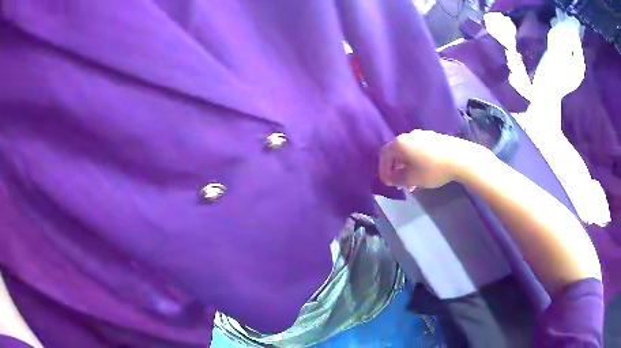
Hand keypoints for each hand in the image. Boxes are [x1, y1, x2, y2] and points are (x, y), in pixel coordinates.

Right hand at [379, 129, 486, 188]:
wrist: (460, 158)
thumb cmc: (432, 169)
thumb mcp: (411, 178)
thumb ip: (397, 179)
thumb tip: (391, 177)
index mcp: (400, 143)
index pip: (384, 154)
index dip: (383, 170)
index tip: (388, 183)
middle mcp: (409, 135)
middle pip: (396, 152)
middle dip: (395, 169)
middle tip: (399, 183)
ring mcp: (423, 135)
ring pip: (409, 152)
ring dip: (406, 166)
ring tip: (412, 181)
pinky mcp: (434, 138)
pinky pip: (419, 149)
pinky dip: (416, 161)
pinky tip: (424, 172)